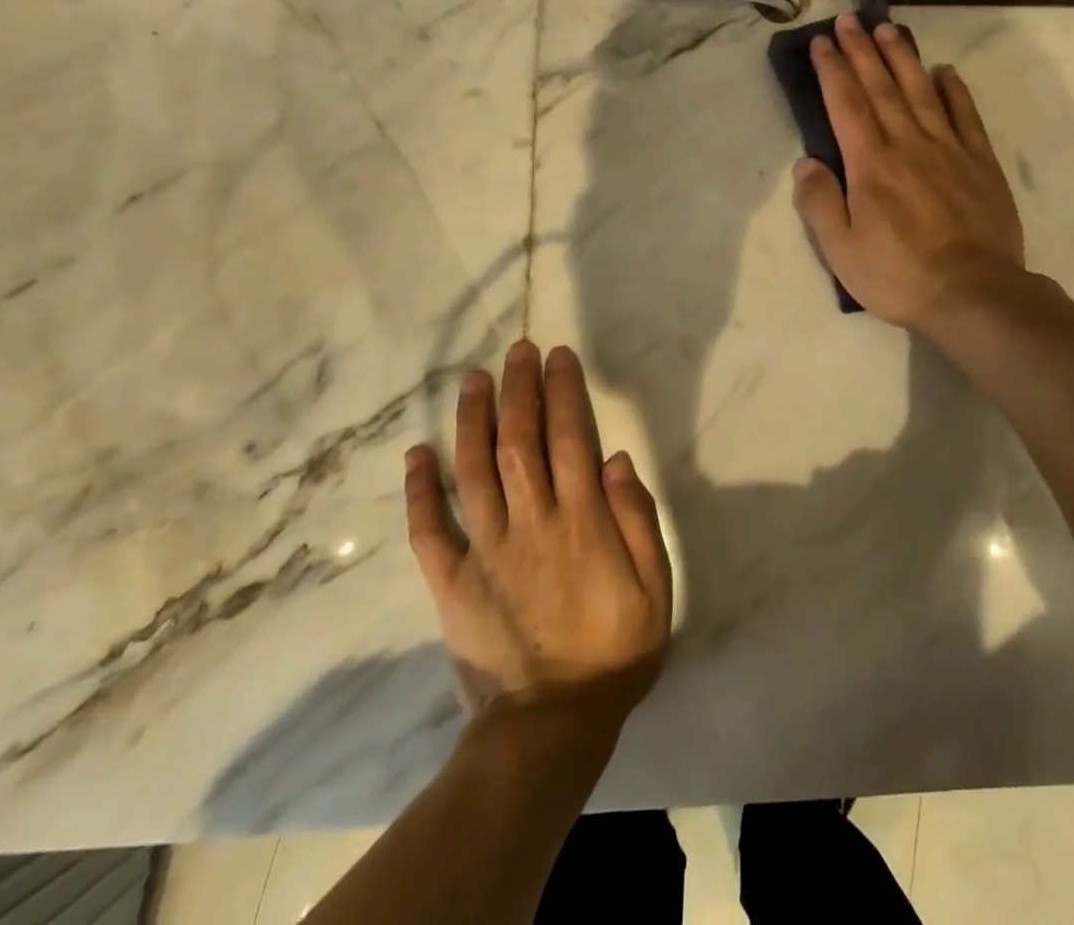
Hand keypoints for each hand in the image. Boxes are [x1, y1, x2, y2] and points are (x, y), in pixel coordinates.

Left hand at [405, 341, 671, 723]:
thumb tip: (616, 459)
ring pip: (473, 471)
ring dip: (472, 420)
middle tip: (517, 350)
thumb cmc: (616, 650)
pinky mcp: (452, 581)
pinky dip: (419, 490)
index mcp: (582, 522)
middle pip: (520, 441)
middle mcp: (531, 523)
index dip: (563, 391)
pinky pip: (429, 530)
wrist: (553, 724)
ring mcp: (486, 550)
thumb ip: (638, 519)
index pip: (570, 438)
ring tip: (473, 379)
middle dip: (519, 389)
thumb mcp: (656, 587)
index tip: (558, 356)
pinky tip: (416, 454)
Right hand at [792, 13, 1024, 328]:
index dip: (832, 69)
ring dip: (903, 58)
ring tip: (890, 30)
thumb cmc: (898, 275)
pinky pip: (966, 116)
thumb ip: (819, 203)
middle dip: (863, 50)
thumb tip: (806, 163)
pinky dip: (955, 90)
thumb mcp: (841, 250)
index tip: (822, 41)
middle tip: (850, 20)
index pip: (846, 103)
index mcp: (870, 164)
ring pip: (921, 92)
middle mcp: (908, 144)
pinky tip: (945, 71)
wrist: (973, 293)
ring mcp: (949, 150)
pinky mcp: (980, 163)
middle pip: (881, 87)